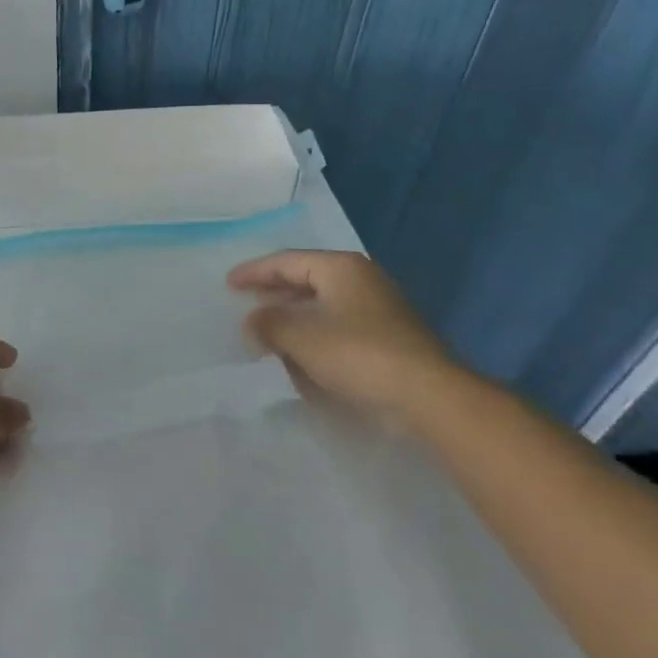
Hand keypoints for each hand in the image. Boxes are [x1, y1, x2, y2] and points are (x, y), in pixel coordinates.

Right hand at [227, 250, 466, 431]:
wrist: (428, 397)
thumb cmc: (358, 355)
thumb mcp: (301, 337)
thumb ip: (268, 324)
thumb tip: (252, 322)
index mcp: (340, 268)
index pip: (287, 261)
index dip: (254, 272)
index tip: (228, 284)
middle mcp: (361, 279)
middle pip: (306, 279)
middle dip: (274, 293)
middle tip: (246, 304)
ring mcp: (379, 308)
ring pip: (323, 305)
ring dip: (294, 316)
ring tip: (268, 330)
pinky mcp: (387, 337)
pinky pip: (339, 326)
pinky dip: (315, 334)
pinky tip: (301, 353)